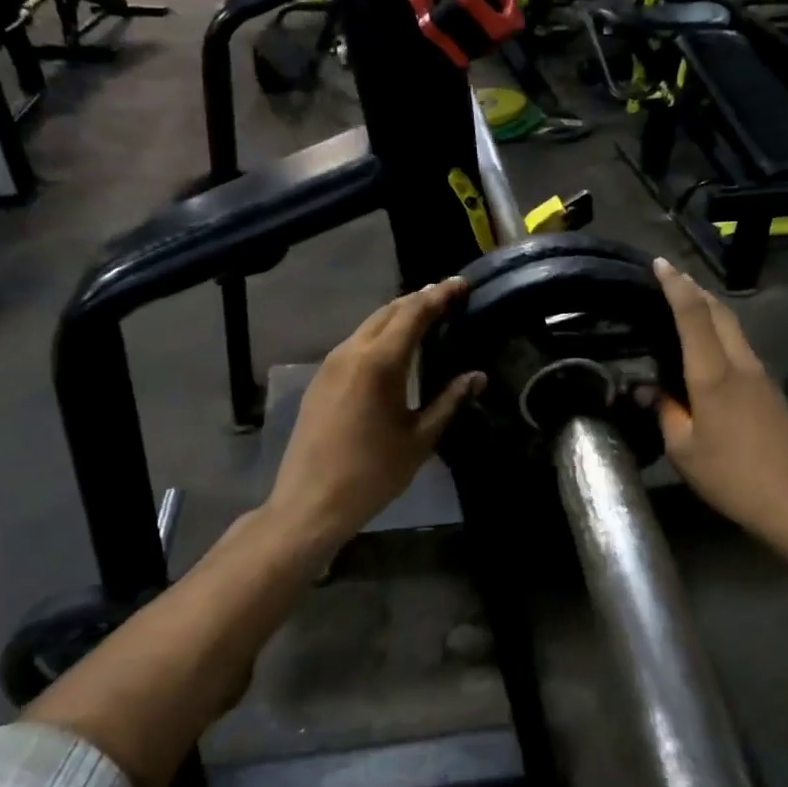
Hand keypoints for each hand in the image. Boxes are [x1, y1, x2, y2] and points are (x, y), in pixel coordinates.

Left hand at [265, 280, 483, 552]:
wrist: (310, 502)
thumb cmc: (373, 473)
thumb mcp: (420, 439)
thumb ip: (450, 401)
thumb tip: (477, 376)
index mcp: (380, 362)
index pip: (414, 313)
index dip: (439, 295)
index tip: (461, 283)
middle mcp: (352, 352)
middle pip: (388, 311)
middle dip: (418, 299)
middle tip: (447, 296)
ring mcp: (330, 364)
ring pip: (368, 325)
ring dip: (397, 315)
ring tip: (424, 316)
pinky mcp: (320, 379)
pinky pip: (354, 343)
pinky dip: (379, 334)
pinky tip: (392, 348)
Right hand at [651, 258, 787, 552]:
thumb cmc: (730, 477)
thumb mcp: (683, 450)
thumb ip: (665, 411)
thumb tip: (649, 389)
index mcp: (713, 376)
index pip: (693, 316)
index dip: (675, 286)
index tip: (659, 264)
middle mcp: (740, 364)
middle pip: (719, 311)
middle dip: (694, 288)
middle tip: (669, 278)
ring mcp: (760, 374)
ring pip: (733, 327)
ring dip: (709, 309)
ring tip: (683, 305)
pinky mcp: (769, 389)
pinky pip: (740, 346)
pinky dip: (719, 332)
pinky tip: (706, 346)